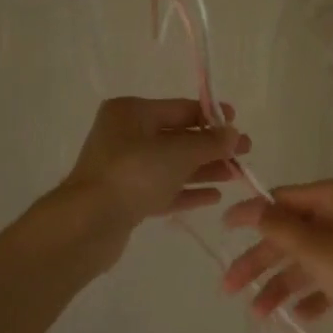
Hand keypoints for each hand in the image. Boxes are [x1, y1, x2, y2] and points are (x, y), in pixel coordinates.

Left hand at [59, 97, 248, 233]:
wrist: (88, 223)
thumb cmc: (132, 174)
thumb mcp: (177, 153)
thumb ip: (209, 142)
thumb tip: (233, 133)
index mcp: (131, 113)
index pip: (180, 109)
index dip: (211, 116)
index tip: (238, 124)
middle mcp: (126, 135)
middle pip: (178, 137)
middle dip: (212, 146)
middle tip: (245, 153)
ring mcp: (125, 168)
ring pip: (172, 165)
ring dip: (204, 169)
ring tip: (236, 176)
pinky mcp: (126, 198)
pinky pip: (164, 189)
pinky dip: (188, 191)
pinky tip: (214, 196)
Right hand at [220, 177, 332, 332]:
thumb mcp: (318, 251)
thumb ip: (280, 229)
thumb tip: (251, 206)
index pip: (284, 199)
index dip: (252, 215)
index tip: (222, 230)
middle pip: (294, 232)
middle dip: (262, 259)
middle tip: (229, 288)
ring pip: (310, 258)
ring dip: (283, 283)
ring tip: (260, 315)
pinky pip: (332, 277)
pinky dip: (313, 293)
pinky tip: (300, 316)